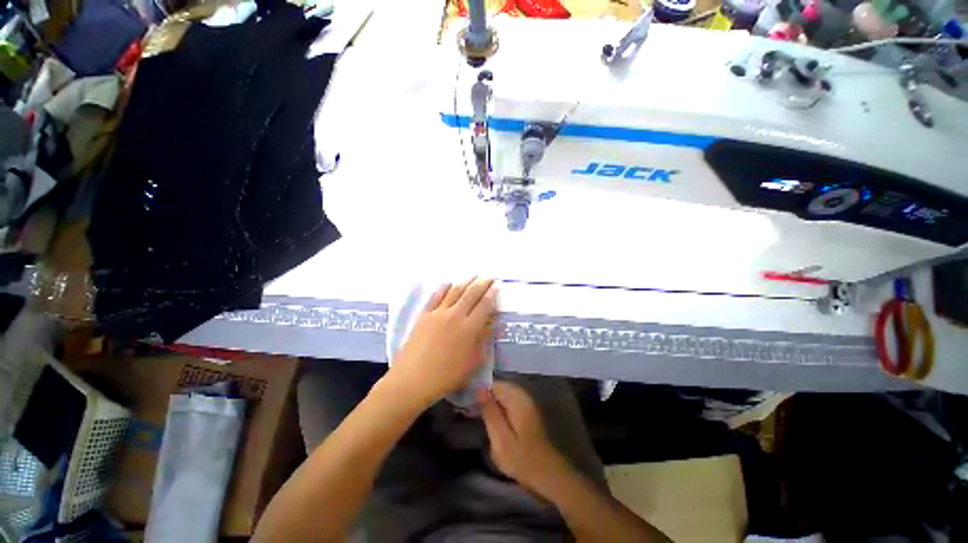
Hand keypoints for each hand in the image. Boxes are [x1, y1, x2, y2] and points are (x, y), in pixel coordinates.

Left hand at [385, 278, 496, 408]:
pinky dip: (444, 287)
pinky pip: (436, 296)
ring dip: (466, 281)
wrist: (412, 380)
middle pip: (471, 293)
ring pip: (455, 291)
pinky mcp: (424, 314)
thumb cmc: (446, 376)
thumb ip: (484, 340)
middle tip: (489, 276)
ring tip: (473, 275)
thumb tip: (493, 324)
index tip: (497, 286)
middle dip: (482, 283)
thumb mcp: (472, 362)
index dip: (492, 294)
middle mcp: (455, 315)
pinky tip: (448, 282)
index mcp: (469, 328)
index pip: (484, 305)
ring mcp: (438, 313)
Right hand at [478, 381, 570, 493]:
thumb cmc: (523, 459)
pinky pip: (507, 400)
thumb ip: (490, 412)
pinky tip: (489, 417)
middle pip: (497, 386)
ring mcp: (525, 401)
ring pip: (501, 393)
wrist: (548, 474)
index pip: (493, 383)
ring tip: (474, 412)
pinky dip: (497, 405)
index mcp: (516, 398)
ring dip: (489, 400)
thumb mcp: (501, 439)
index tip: (464, 399)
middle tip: (467, 408)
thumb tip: (479, 389)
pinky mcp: (525, 410)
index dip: (478, 389)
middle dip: (483, 394)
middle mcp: (522, 394)